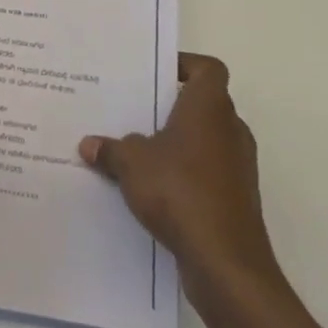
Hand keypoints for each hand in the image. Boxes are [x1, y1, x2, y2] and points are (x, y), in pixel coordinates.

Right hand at [80, 53, 284, 296]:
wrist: (226, 262)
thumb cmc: (180, 191)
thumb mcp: (132, 163)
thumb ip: (111, 149)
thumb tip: (89, 144)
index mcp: (209, 106)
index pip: (207, 68)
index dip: (184, 65)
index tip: (155, 74)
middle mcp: (230, 129)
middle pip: (203, 104)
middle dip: (171, 108)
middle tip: (135, 110)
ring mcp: (238, 166)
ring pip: (205, 140)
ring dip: (177, 144)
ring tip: (138, 150)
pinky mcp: (237, 199)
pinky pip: (207, 173)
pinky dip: (185, 175)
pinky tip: (154, 189)